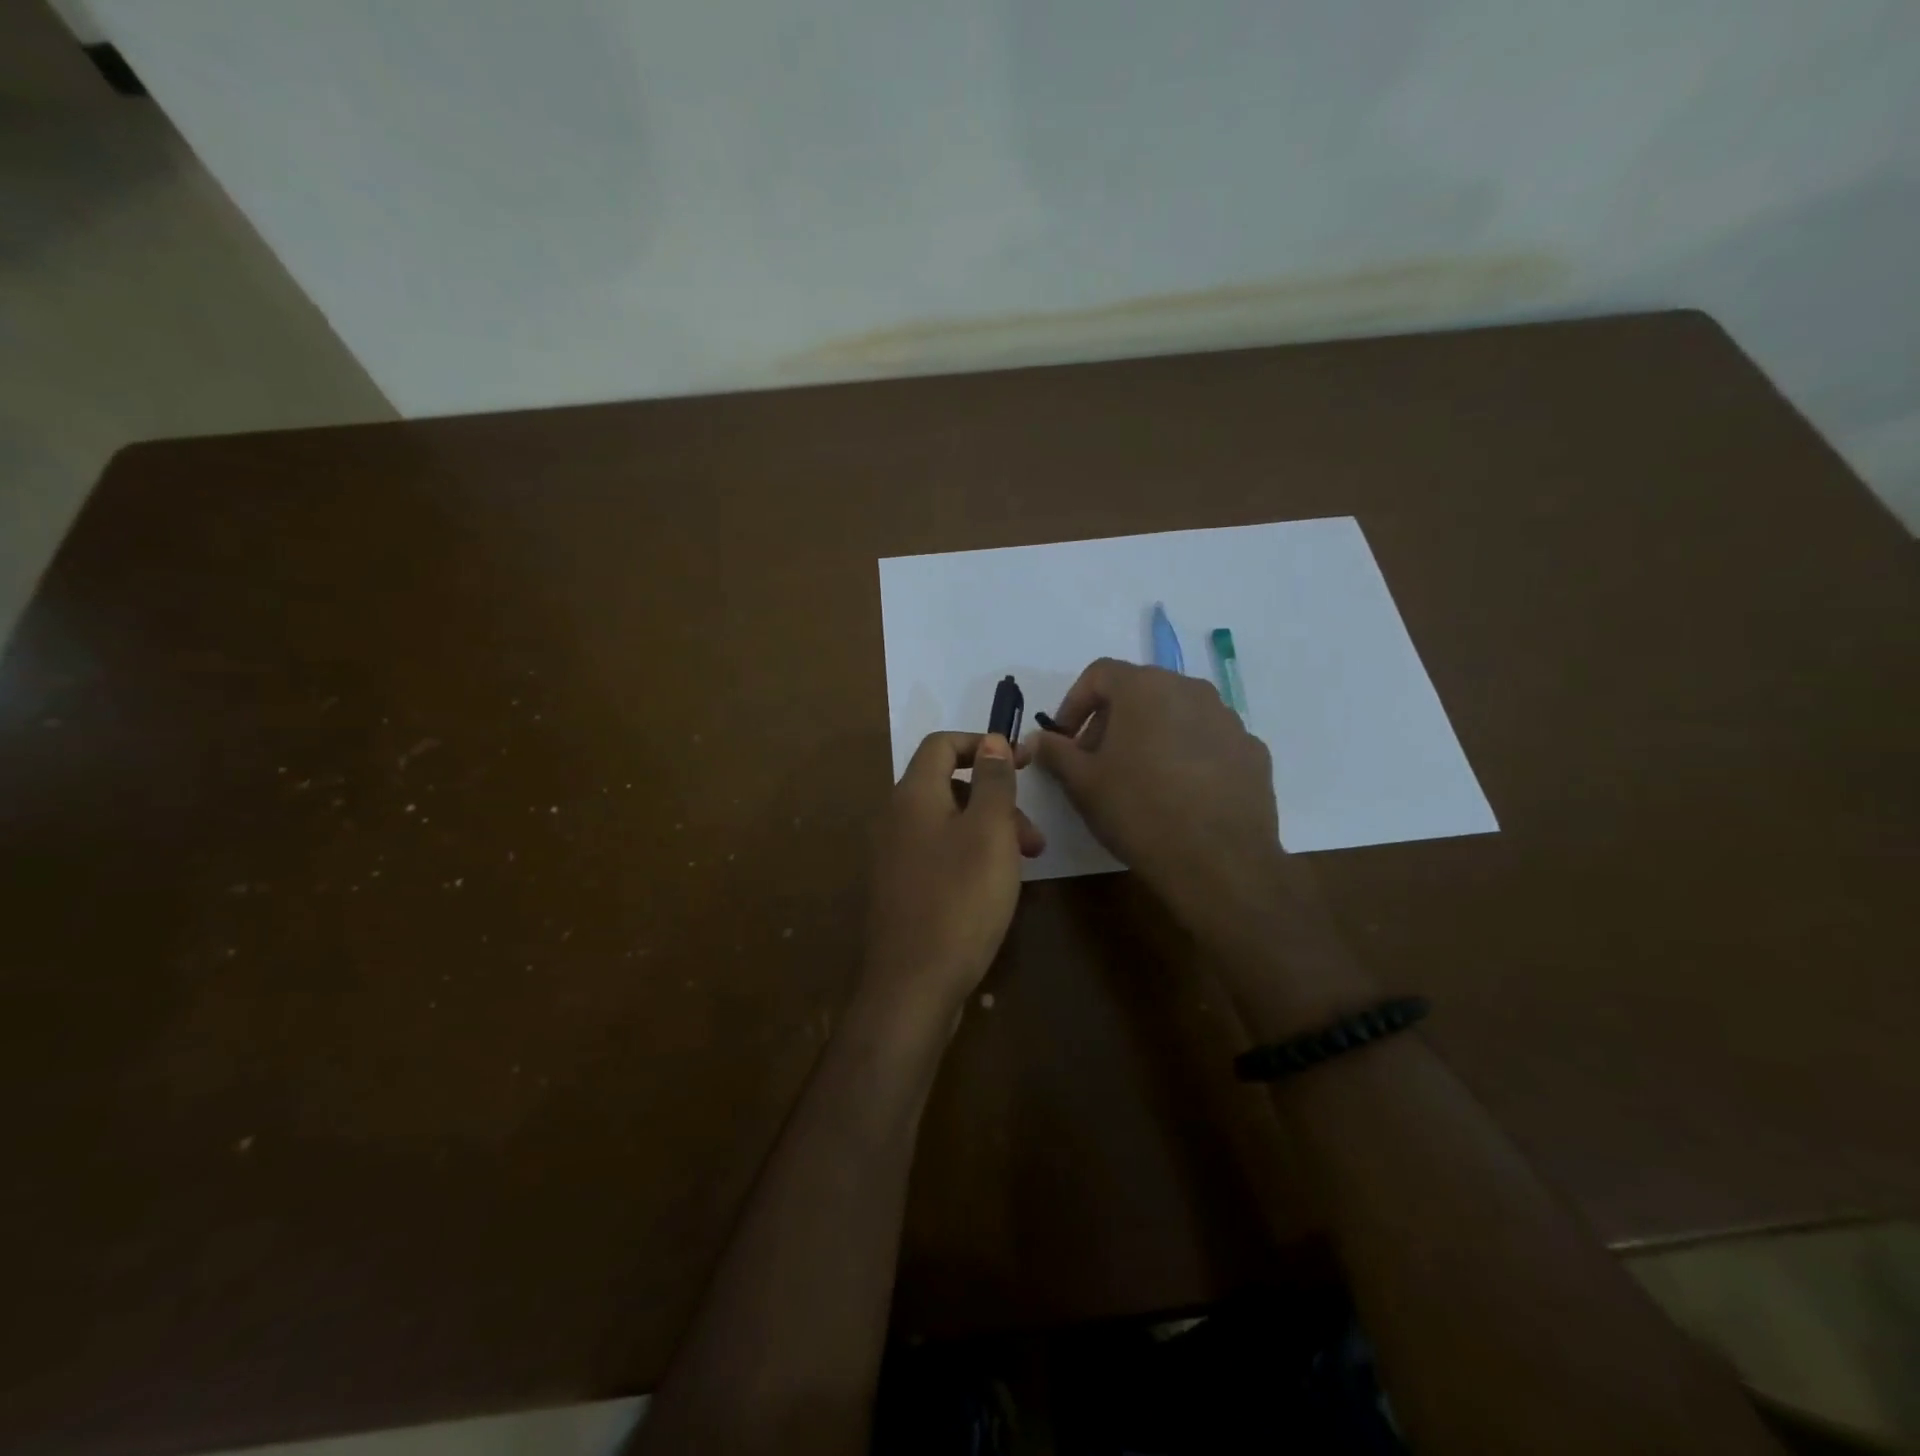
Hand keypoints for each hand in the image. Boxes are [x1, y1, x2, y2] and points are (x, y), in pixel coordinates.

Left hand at [860, 731, 1044, 1022]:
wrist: (912, 985)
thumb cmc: (960, 899)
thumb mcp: (989, 832)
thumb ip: (993, 782)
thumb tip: (991, 740)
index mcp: (913, 796)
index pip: (942, 744)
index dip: (983, 744)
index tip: (1022, 762)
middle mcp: (895, 819)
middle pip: (948, 786)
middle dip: (996, 800)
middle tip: (1032, 837)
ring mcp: (892, 857)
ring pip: (947, 824)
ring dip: (988, 832)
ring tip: (1024, 865)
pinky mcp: (898, 890)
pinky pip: (937, 854)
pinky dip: (969, 857)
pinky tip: (993, 889)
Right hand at [1029, 659, 1285, 937]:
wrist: (1219, 862)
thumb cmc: (1139, 811)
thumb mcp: (1083, 784)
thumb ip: (1056, 752)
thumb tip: (1039, 739)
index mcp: (1145, 688)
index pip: (1099, 673)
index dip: (1074, 703)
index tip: (1065, 739)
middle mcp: (1190, 689)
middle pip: (1140, 690)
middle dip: (1112, 719)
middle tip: (1096, 760)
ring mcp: (1228, 718)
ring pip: (1177, 713)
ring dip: (1151, 734)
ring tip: (1139, 778)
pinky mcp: (1252, 750)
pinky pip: (1207, 739)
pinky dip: (1186, 753)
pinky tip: (1179, 793)